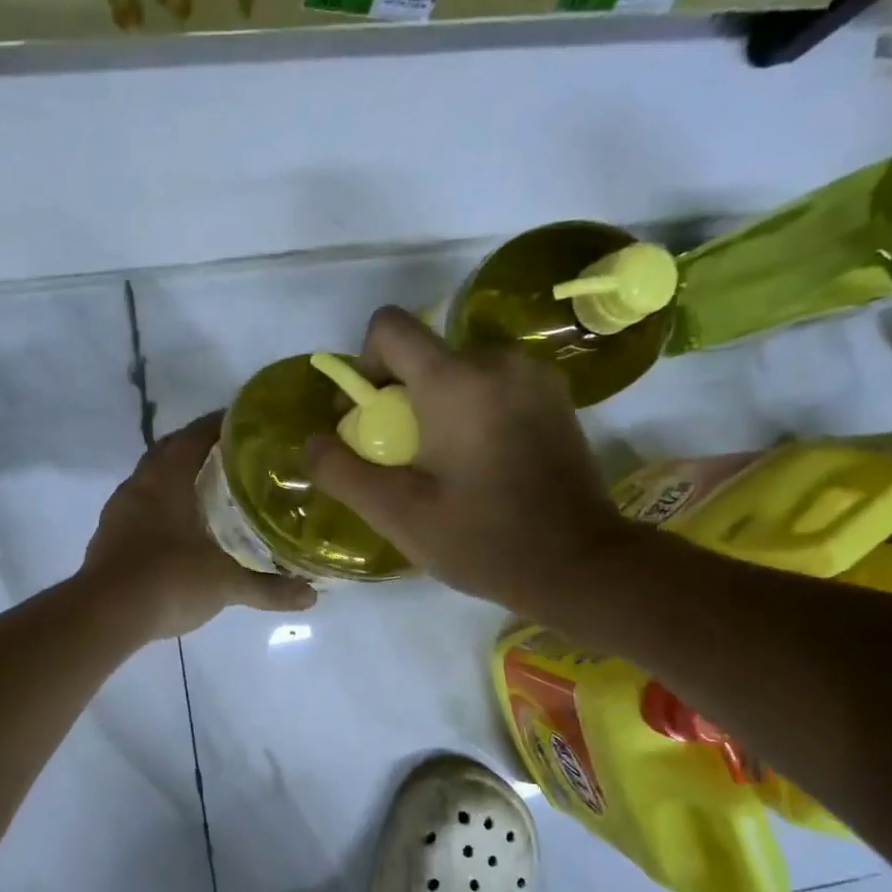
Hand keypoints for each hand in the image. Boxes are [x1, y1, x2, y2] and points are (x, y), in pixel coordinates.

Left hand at [83, 413, 316, 638]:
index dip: (221, 424)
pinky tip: (182, 526)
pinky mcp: (110, 535)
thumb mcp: (225, 584)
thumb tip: (311, 597)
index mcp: (167, 479)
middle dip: (199, 447)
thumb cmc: (169, 580)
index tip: (248, 424)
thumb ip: (268, 588)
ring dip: (178, 476)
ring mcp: (120, 510)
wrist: (105, 614)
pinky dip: (163, 504)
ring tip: (211, 488)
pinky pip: (141, 505)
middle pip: (170, 450)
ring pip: (152, 478)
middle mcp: (140, 485)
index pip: (195, 435)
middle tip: (235, 456)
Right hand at [305, 308, 637, 615]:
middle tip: (401, 456)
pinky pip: (493, 385)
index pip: (389, 327)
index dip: (364, 365)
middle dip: (399, 395)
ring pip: (459, 370)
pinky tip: (480, 462)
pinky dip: (473, 410)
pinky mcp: (556, 396)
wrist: (579, 564)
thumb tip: (312, 442)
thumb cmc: (483, 540)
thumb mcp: (398, 515)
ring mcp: (533, 375)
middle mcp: (496, 360)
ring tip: (442, 463)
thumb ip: (343, 472)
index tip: (368, 418)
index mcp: (454, 380)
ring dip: (436, 404)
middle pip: (424, 353)